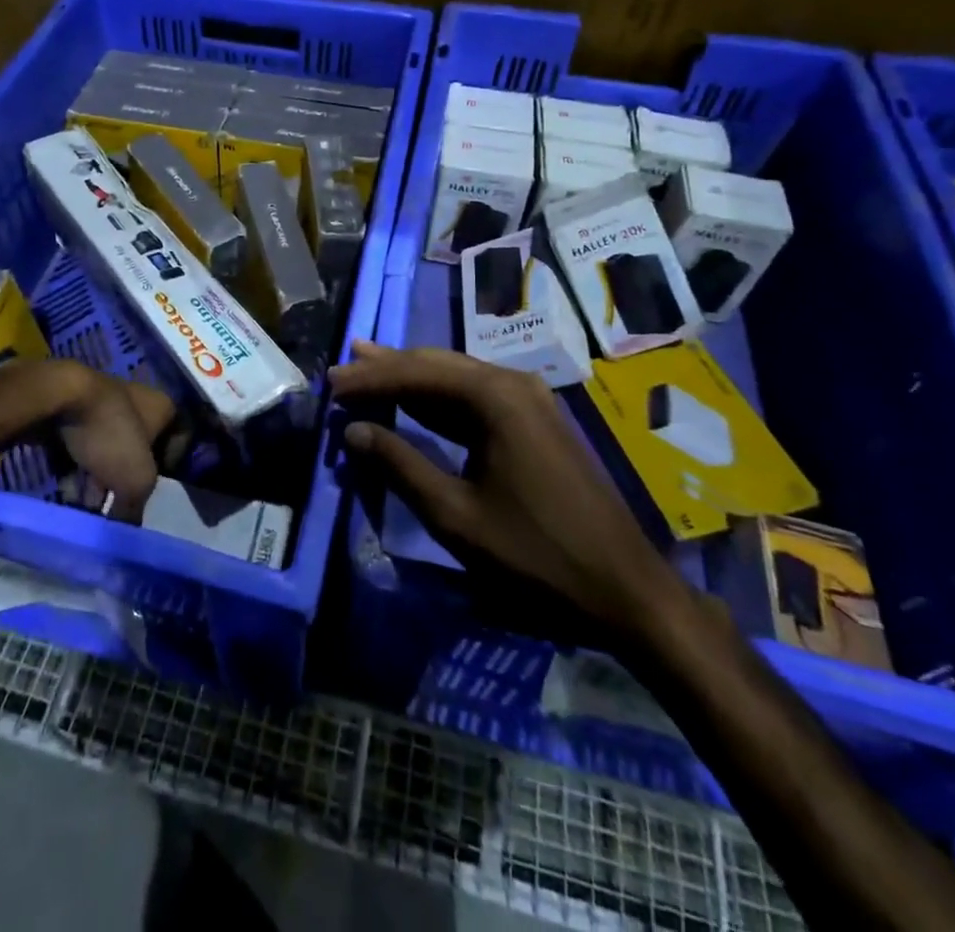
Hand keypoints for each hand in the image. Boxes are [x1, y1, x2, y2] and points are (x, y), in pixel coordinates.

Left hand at [38, 361, 173, 524]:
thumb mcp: (136, 481)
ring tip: (83, 504)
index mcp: (163, 408)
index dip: (170, 469)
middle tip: (112, 507)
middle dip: (124, 482)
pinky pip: (82, 444)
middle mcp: (137, 400)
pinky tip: (65, 487)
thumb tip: (126, 531)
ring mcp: (104, 402)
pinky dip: (76, 466)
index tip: (154, 492)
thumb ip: (135, 509)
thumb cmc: (110, 434)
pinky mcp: (74, 407)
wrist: (58, 397)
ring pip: (107, 449)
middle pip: (138, 450)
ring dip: (97, 479)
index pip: (179, 441)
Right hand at [330, 342, 681, 638]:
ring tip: (367, 369)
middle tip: (343, 368)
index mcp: (495, 397)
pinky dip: (438, 401)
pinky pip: (475, 399)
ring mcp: (529, 401)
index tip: (331, 384)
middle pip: (437, 366)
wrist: (624, 588)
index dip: (370, 379)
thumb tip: (353, 430)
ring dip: (411, 380)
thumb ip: (400, 465)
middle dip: (388, 368)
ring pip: (456, 378)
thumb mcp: (455, 515)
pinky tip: (413, 402)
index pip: (417, 375)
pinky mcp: (535, 422)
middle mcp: (513, 384)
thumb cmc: (534, 554)